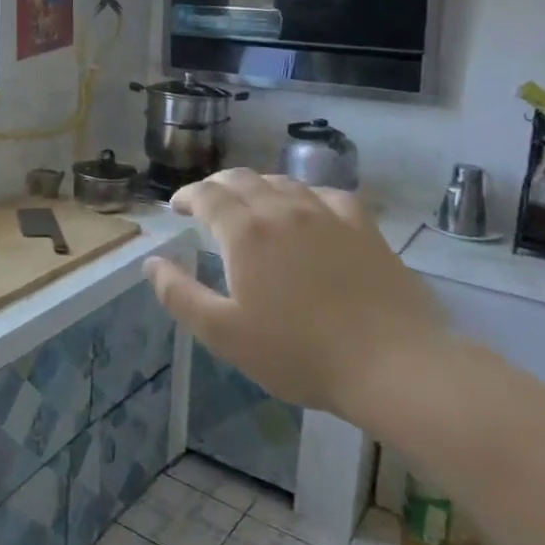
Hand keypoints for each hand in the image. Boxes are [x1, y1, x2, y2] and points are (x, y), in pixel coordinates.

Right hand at [144, 170, 441, 424]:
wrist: (393, 364)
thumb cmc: (299, 353)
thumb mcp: (225, 334)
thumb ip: (180, 295)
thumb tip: (152, 263)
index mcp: (245, 232)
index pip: (207, 195)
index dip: (187, 196)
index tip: (176, 207)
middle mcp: (282, 209)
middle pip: (241, 179)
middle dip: (216, 186)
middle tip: (205, 202)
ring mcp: (326, 213)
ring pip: (281, 181)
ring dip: (256, 186)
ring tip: (249, 204)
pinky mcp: (362, 225)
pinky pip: (324, 194)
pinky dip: (303, 195)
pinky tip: (306, 210)